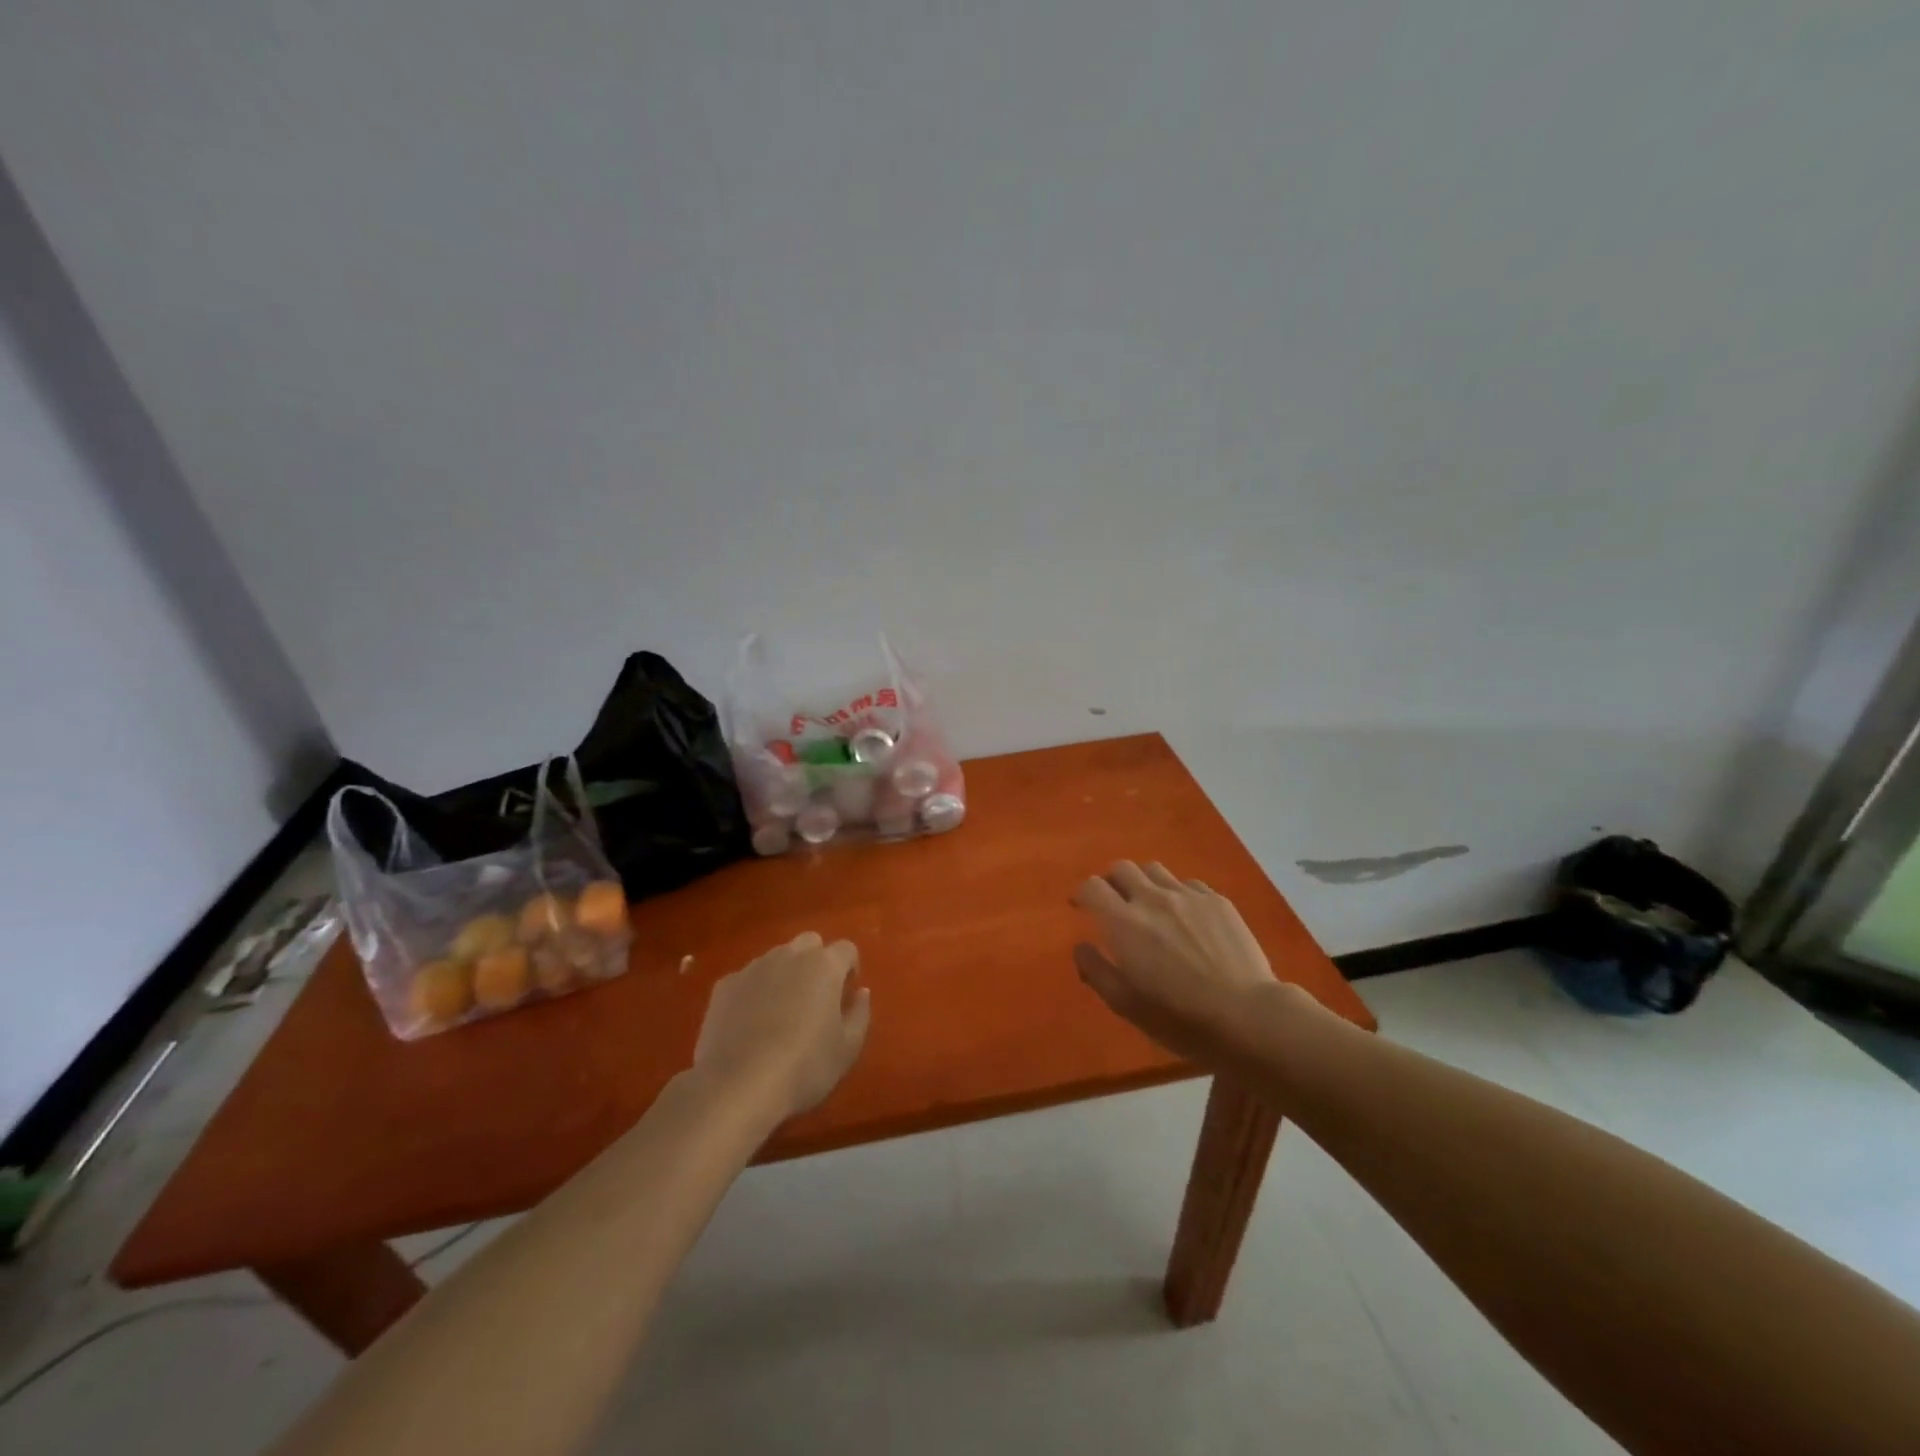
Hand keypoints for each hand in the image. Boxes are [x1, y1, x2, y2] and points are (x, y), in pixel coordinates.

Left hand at [693, 932, 870, 1120]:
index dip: (850, 967)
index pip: (846, 949)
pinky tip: (749, 1024)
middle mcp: (789, 956)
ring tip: (780, 1012)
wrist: (737, 1086)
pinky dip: (754, 992)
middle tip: (815, 997)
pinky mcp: (724, 986)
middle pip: (809, 943)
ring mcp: (753, 968)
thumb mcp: (848, 1049)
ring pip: (776, 958)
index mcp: (824, 966)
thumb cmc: (804, 1067)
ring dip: (784, 974)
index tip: (846, 993)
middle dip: (816, 961)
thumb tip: (861, 992)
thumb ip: (860, 1013)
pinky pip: (747, 979)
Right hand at [1072, 861, 1301, 1067]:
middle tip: (1115, 904)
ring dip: (1144, 883)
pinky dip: (1177, 893)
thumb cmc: (1179, 1017)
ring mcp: (1188, 896)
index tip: (1082, 907)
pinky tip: (1186, 917)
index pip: (1092, 886)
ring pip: (1155, 870)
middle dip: (1111, 882)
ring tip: (1150, 906)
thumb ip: (1096, 971)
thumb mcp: (1126, 1005)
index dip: (1083, 894)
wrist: (1246, 1016)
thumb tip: (1081, 946)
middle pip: (1122, 868)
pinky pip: (1188, 884)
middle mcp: (1152, 898)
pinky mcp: (1217, 901)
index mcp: (1124, 922)